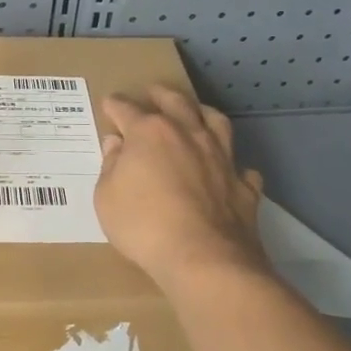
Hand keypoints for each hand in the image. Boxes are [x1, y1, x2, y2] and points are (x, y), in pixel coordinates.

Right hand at [96, 86, 266, 288]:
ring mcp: (221, 157)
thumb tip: (117, 144)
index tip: (109, 104)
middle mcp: (188, 134)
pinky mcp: (244, 185)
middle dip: (161, 94)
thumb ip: (110, 166)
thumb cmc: (143, 225)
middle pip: (176, 102)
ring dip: (202, 113)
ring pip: (216, 122)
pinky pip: (241, 167)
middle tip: (152, 92)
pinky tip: (229, 169)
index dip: (115, 106)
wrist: (204, 259)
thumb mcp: (107, 198)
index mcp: (150, 132)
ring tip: (195, 112)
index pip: (127, 109)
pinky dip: (233, 164)